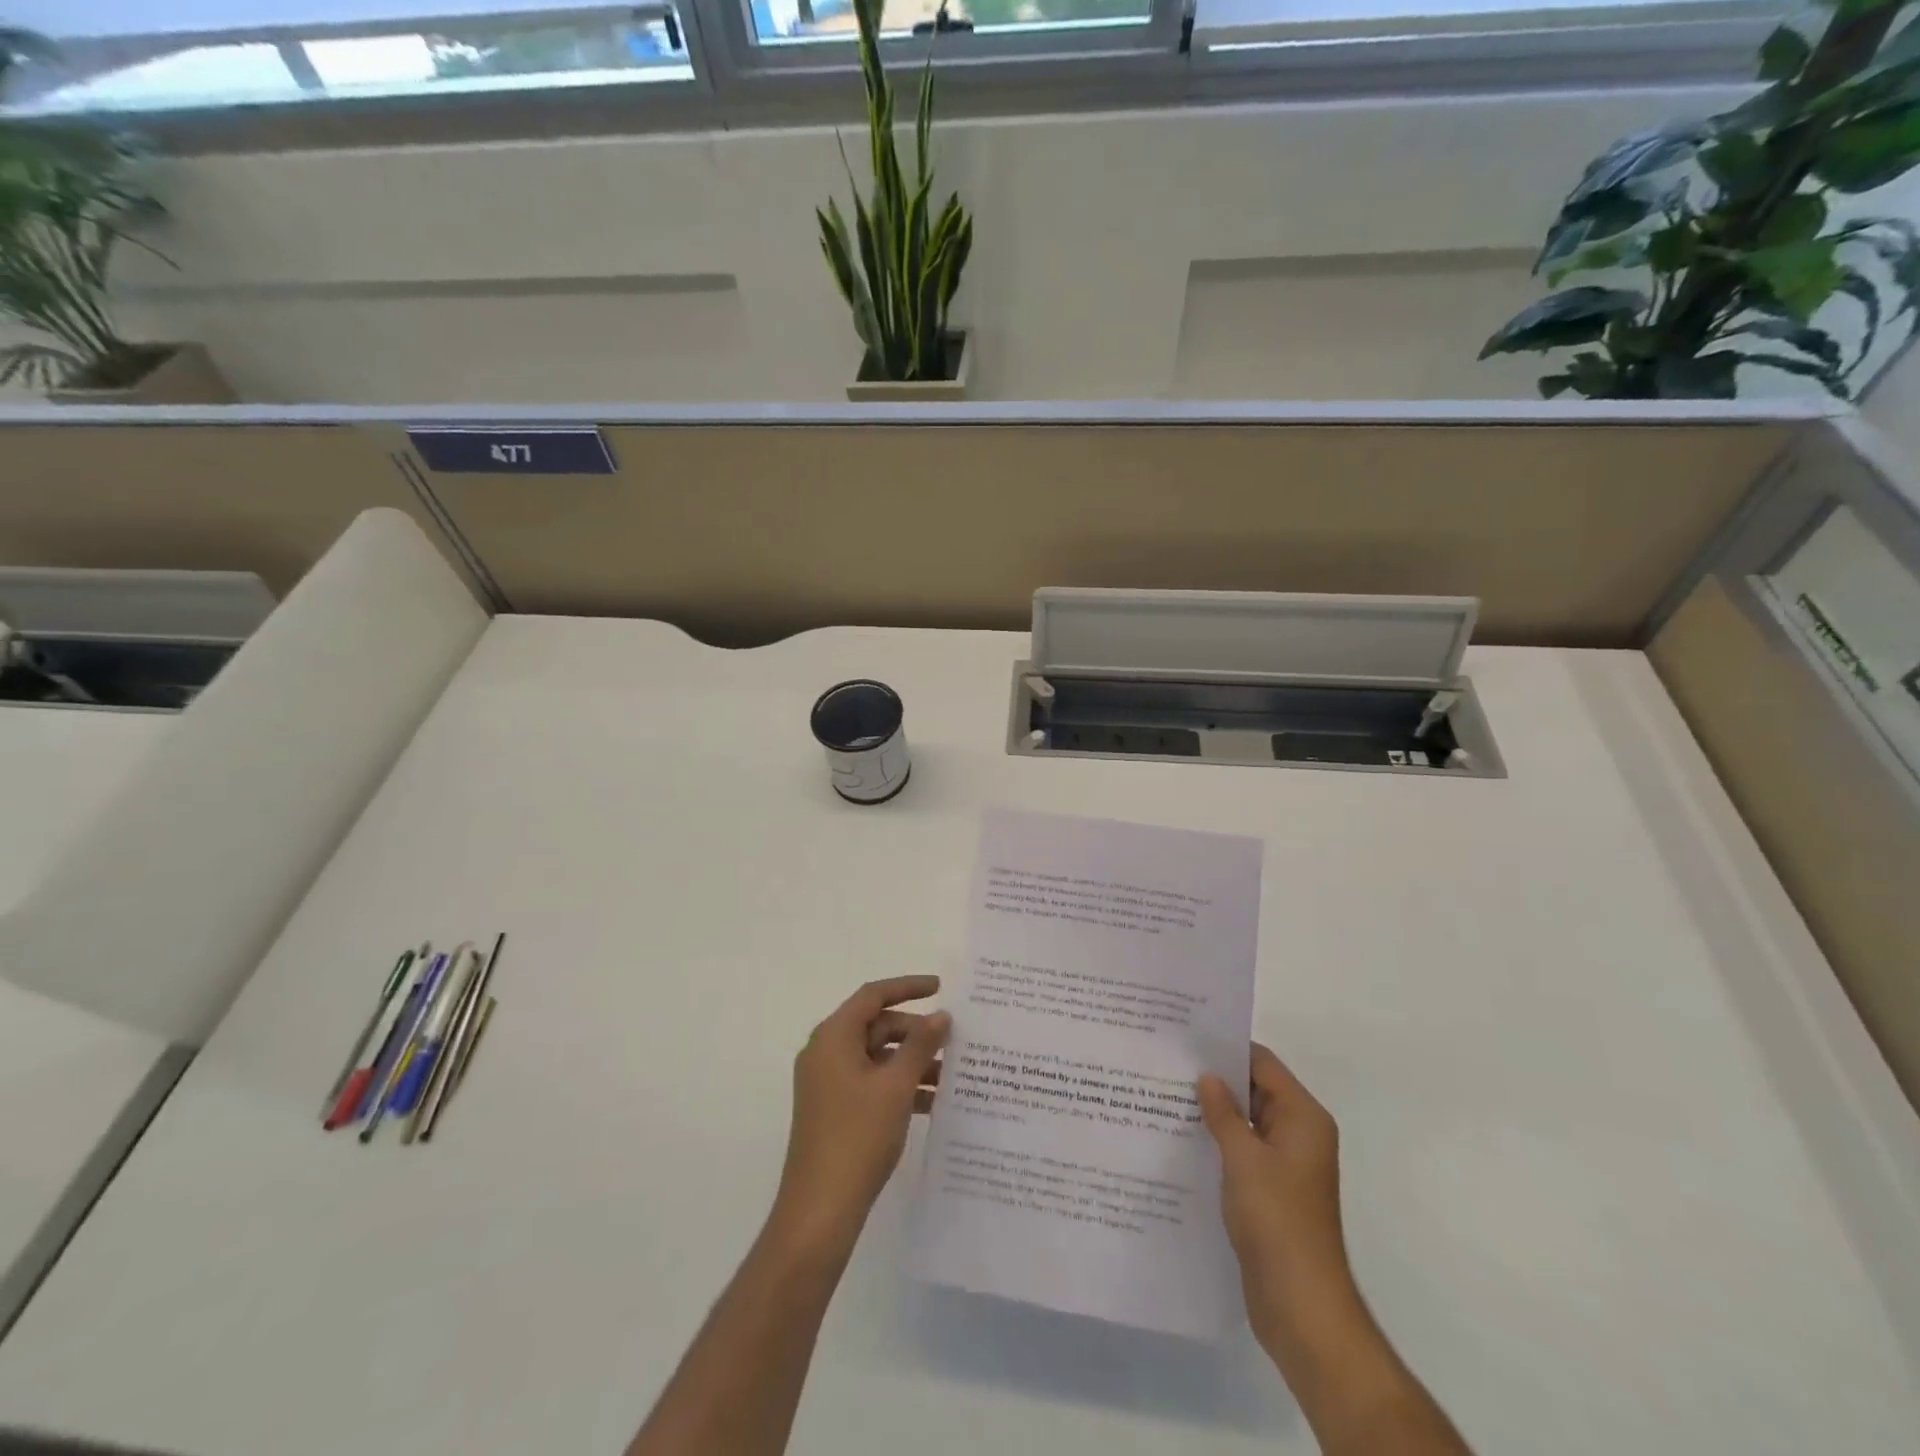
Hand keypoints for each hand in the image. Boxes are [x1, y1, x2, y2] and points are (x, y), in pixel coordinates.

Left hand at [767, 976, 948, 1264]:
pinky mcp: (834, 1110)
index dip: (908, 987)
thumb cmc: (857, 1136)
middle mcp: (826, 1053)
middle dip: (915, 1031)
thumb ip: (920, 1045)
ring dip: (911, 1061)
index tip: (941, 987)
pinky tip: (932, 1103)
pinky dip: (899, 1085)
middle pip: (876, 1025)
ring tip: (950, 1073)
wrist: (820, 1210)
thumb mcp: (896, 1086)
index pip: (873, 995)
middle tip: (952, 1040)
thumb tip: (941, 1016)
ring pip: (876, 1056)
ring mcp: (828, 1083)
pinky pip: (871, 1082)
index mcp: (833, 1037)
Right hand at [1197, 1044, 1357, 1358]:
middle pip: (1255, 1090)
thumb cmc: (1276, 1219)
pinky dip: (1217, 1141)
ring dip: (1213, 1112)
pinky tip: (1180, 1138)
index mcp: (1303, 1118)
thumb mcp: (1244, 1157)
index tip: (1185, 1038)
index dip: (1226, 1048)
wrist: (1301, 1305)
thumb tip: (1207, 1077)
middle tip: (1167, 1063)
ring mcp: (1285, 1165)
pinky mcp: (1270, 1191)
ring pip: (1245, 1122)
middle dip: (1215, 1079)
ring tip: (1164, 1094)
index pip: (1262, 1064)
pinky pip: (1242, 1151)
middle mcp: (1299, 1134)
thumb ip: (1224, 1112)